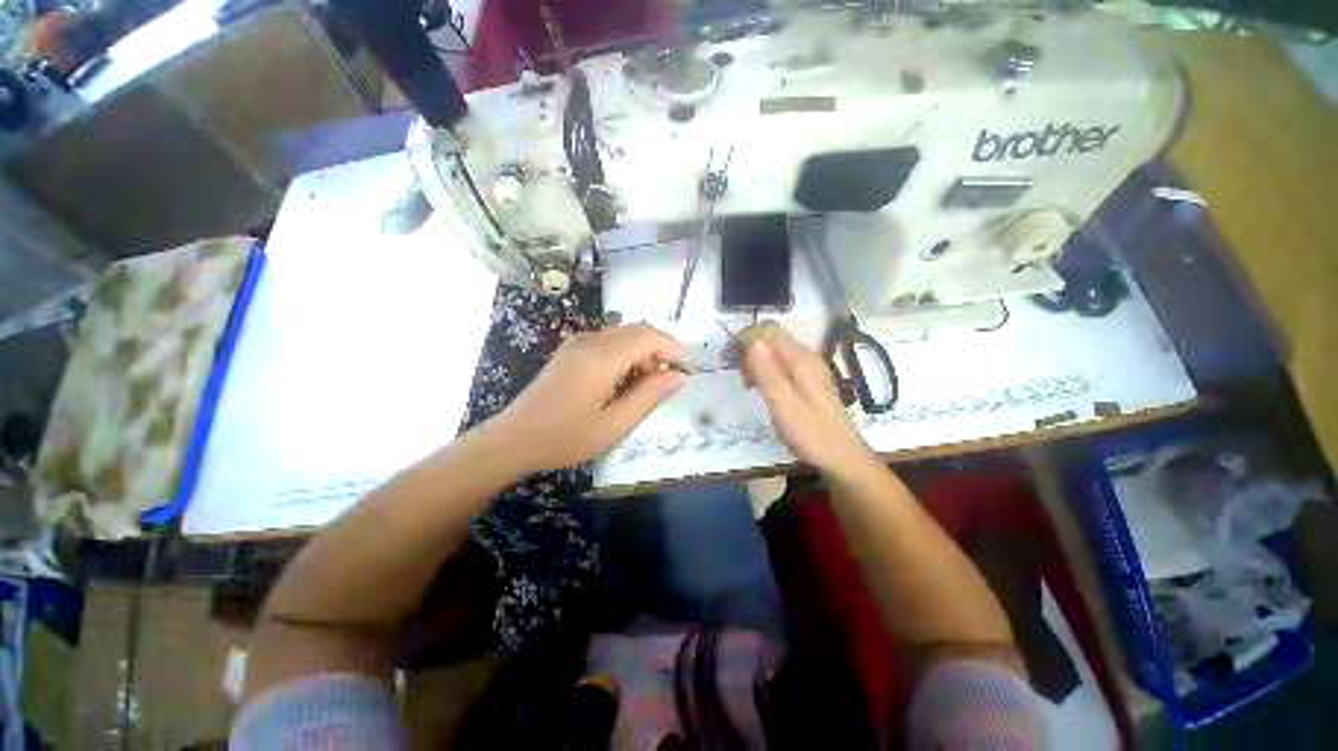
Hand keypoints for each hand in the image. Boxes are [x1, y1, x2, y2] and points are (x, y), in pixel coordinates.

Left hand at [489, 323, 685, 472]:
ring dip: (643, 354)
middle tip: (665, 383)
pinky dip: (627, 355)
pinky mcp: (572, 348)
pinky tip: (623, 382)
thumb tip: (678, 376)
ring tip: (644, 387)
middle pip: (638, 330)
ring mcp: (578, 342)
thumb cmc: (565, 437)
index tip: (687, 371)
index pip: (649, 336)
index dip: (674, 349)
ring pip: (625, 334)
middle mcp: (590, 340)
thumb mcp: (614, 425)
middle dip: (660, 351)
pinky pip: (610, 341)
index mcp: (601, 358)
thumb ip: (649, 397)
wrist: (514, 438)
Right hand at [739, 322, 874, 474]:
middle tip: (734, 370)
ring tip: (745, 382)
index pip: (768, 331)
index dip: (744, 337)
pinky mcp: (809, 381)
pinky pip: (782, 364)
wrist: (842, 458)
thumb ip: (767, 372)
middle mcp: (806, 357)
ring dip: (755, 359)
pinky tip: (760, 387)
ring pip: (775, 351)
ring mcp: (809, 369)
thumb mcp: (783, 404)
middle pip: (772, 338)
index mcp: (801, 360)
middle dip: (748, 347)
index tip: (726, 356)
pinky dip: (765, 369)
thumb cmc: (810, 434)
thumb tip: (751, 341)